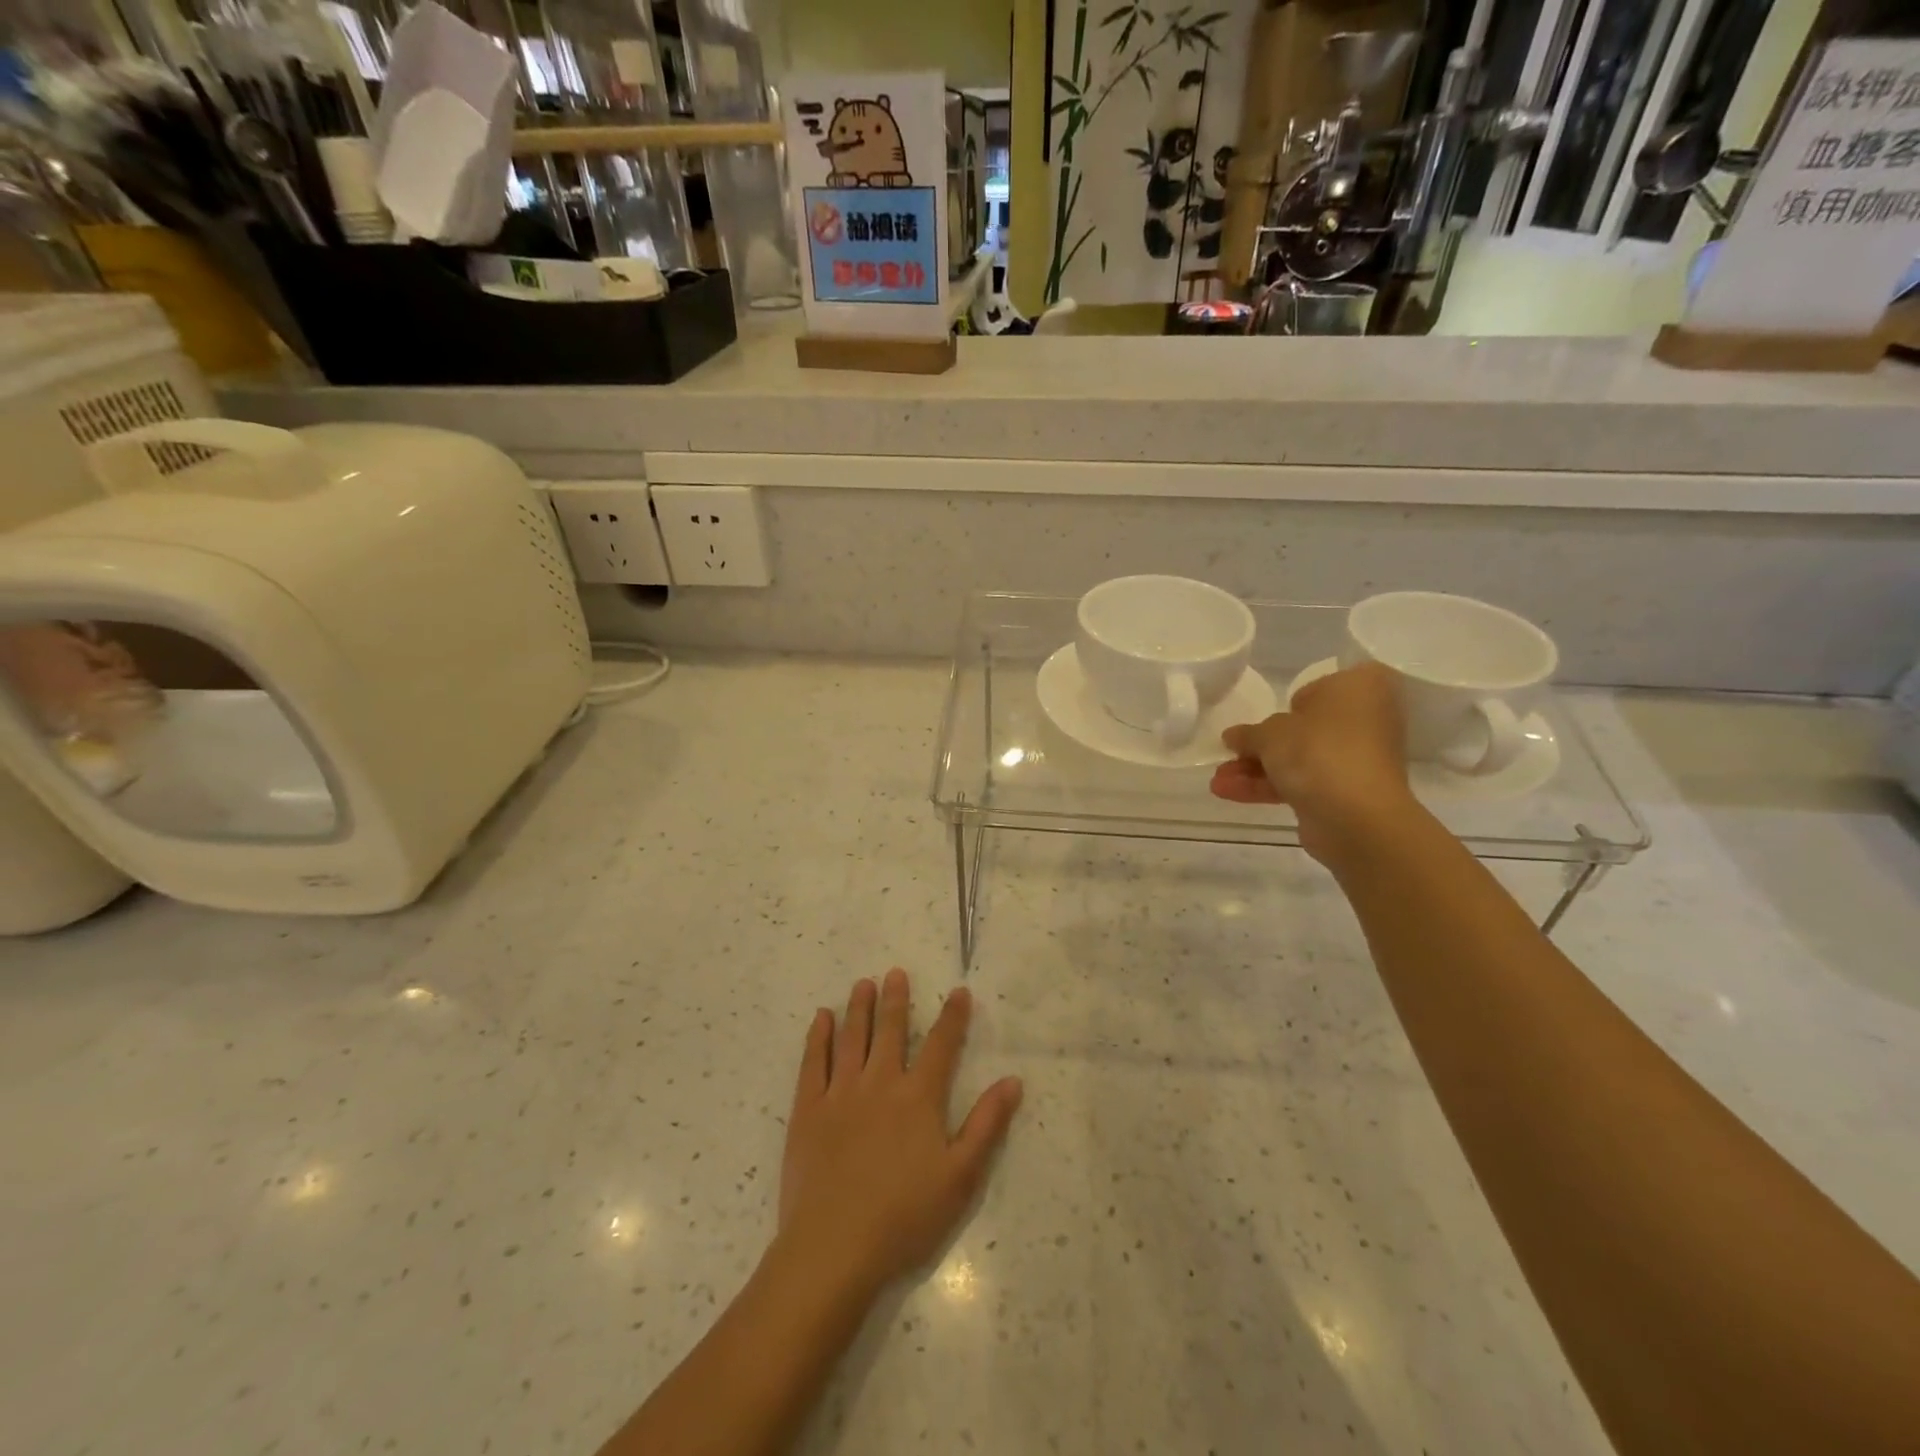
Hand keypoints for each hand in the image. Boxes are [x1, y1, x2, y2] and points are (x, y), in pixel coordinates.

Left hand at [778, 969, 1022, 1299]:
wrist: (834, 1247)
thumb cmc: (904, 1216)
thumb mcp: (960, 1177)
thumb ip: (987, 1125)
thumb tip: (1013, 1081)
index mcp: (919, 1097)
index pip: (942, 1046)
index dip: (953, 1017)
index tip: (959, 992)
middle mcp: (880, 1083)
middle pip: (891, 1031)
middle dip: (896, 1000)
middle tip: (895, 973)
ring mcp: (841, 1093)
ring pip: (852, 1038)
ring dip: (859, 1008)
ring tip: (863, 984)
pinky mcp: (808, 1109)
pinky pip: (813, 1062)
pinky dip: (818, 1037)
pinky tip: (821, 1019)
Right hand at [1210, 661, 1416, 865]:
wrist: (1356, 817)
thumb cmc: (1317, 750)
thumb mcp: (1269, 733)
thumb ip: (1248, 733)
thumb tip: (1234, 736)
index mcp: (1360, 686)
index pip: (1318, 687)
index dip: (1288, 704)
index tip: (1263, 720)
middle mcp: (1368, 718)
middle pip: (1305, 727)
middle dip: (1263, 746)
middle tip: (1230, 754)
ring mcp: (1359, 758)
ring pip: (1301, 758)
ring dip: (1258, 769)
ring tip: (1218, 781)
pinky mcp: (1348, 791)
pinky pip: (1305, 781)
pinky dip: (1271, 786)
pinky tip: (1230, 793)